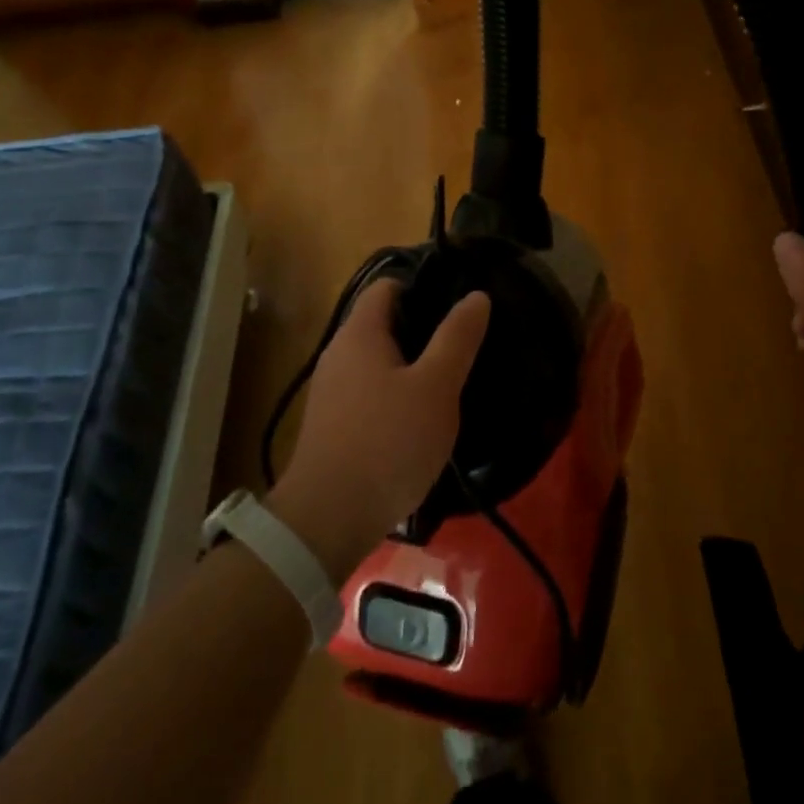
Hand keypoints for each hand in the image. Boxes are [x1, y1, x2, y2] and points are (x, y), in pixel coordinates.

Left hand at [269, 280, 490, 579]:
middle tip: (465, 340)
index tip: (459, 298)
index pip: (388, 285)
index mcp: (360, 333)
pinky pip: (370, 391)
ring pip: (378, 360)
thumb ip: (457, 338)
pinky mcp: (334, 424)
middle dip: (423, 326)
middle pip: (383, 322)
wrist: (328, 520)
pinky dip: (397, 392)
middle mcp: (339, 353)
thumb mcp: (436, 387)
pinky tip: (422, 416)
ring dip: (412, 363)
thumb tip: (476, 296)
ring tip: (451, 376)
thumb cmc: (388, 441)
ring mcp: (332, 391)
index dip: (423, 284)